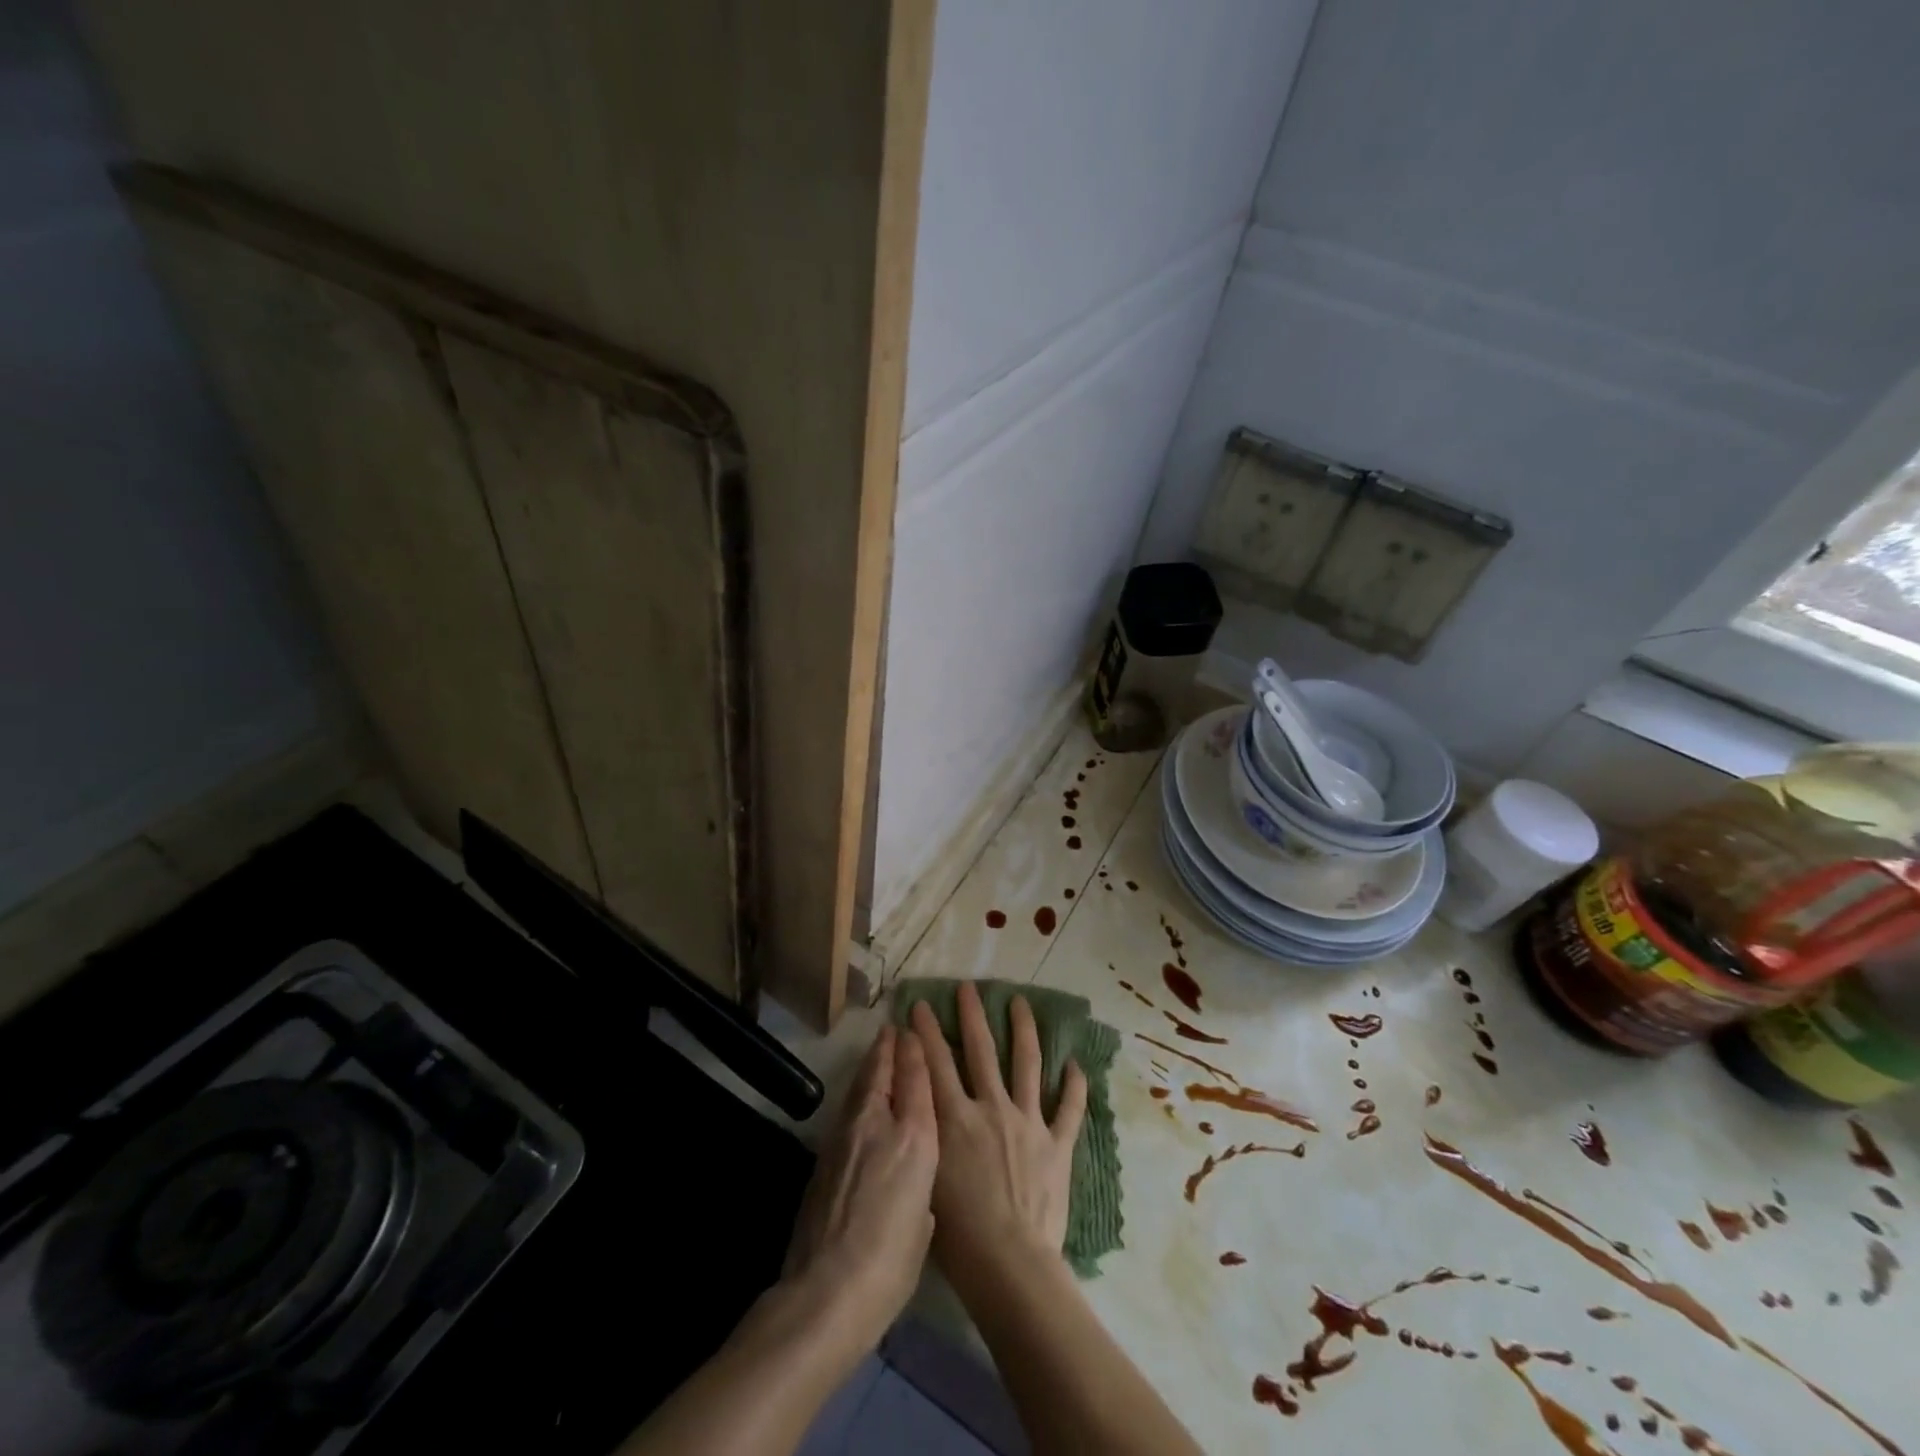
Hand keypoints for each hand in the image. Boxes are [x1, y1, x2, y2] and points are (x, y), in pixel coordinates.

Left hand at [781, 1023, 937, 1357]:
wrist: (827, 1291)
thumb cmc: (891, 1264)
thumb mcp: (924, 1223)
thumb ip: (921, 1190)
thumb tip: (910, 1186)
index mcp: (915, 1139)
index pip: (916, 1079)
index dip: (915, 1051)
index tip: (915, 1031)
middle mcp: (879, 1124)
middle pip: (883, 1072)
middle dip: (890, 1048)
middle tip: (894, 1029)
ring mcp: (846, 1136)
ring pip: (861, 1086)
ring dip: (871, 1065)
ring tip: (878, 1050)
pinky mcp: (823, 1153)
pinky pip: (847, 1109)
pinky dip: (857, 1093)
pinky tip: (859, 1097)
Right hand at [910, 984, 1086, 1292]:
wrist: (1010, 1265)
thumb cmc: (958, 1235)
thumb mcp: (926, 1176)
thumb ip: (924, 1133)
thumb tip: (913, 1102)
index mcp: (956, 1118)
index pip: (936, 1063)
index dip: (925, 1031)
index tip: (919, 1005)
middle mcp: (992, 1108)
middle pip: (981, 1050)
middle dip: (972, 1015)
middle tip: (969, 988)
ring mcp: (1029, 1122)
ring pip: (1027, 1064)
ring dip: (1024, 1030)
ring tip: (1021, 1003)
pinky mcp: (1057, 1145)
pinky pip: (1070, 1109)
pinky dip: (1075, 1086)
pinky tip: (1076, 1064)